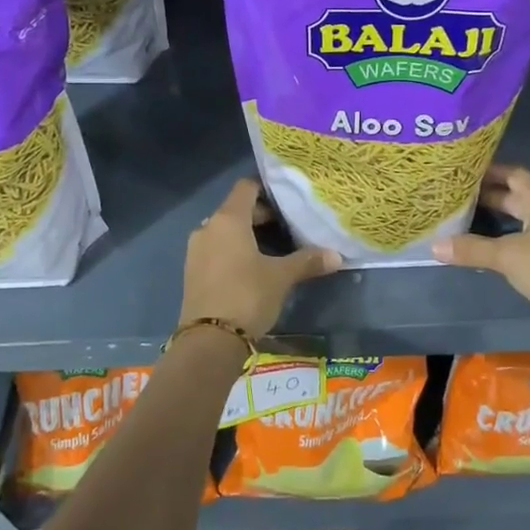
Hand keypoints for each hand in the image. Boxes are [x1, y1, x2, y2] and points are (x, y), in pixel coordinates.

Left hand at [179, 179, 340, 338]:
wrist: (209, 341)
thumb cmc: (247, 296)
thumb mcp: (281, 277)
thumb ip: (307, 261)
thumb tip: (337, 255)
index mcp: (228, 219)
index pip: (246, 187)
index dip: (267, 189)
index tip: (287, 200)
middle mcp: (208, 227)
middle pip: (236, 209)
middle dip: (261, 216)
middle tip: (287, 229)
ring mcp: (196, 250)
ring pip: (225, 231)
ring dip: (247, 236)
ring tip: (273, 250)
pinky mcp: (192, 272)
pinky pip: (216, 250)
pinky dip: (233, 252)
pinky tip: (252, 270)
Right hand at [434, 165, 529, 311]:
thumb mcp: (507, 257)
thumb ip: (472, 249)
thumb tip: (435, 247)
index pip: (512, 173)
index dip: (489, 172)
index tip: (464, 173)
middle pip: (519, 194)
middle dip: (491, 195)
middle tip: (460, 197)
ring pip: (527, 214)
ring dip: (503, 215)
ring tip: (473, 219)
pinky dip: (515, 232)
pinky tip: (498, 244)